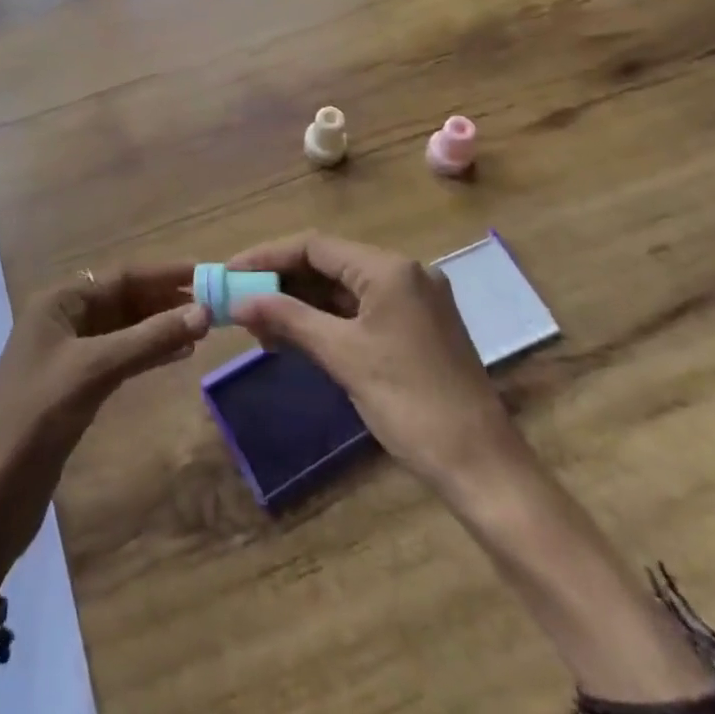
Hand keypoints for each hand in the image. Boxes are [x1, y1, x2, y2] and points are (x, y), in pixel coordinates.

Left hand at [0, 266, 209, 597]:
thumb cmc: (36, 418)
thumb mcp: (94, 371)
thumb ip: (148, 340)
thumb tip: (203, 312)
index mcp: (58, 301)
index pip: (120, 276)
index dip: (164, 274)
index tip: (206, 273)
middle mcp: (62, 319)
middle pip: (122, 299)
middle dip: (164, 300)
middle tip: (214, 304)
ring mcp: (67, 354)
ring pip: (123, 329)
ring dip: (159, 327)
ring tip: (203, 329)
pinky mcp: (74, 387)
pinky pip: (119, 356)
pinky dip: (147, 353)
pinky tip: (177, 356)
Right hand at [227, 233, 520, 490]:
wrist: (483, 467)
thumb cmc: (410, 403)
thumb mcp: (342, 356)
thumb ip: (288, 319)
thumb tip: (239, 301)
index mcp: (389, 269)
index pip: (315, 245)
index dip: (267, 256)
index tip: (230, 272)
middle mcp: (404, 273)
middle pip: (329, 263)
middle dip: (283, 282)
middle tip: (242, 303)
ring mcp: (414, 300)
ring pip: (344, 288)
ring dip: (302, 303)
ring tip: (263, 327)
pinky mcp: (418, 327)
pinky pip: (361, 310)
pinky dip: (328, 320)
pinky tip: (299, 338)